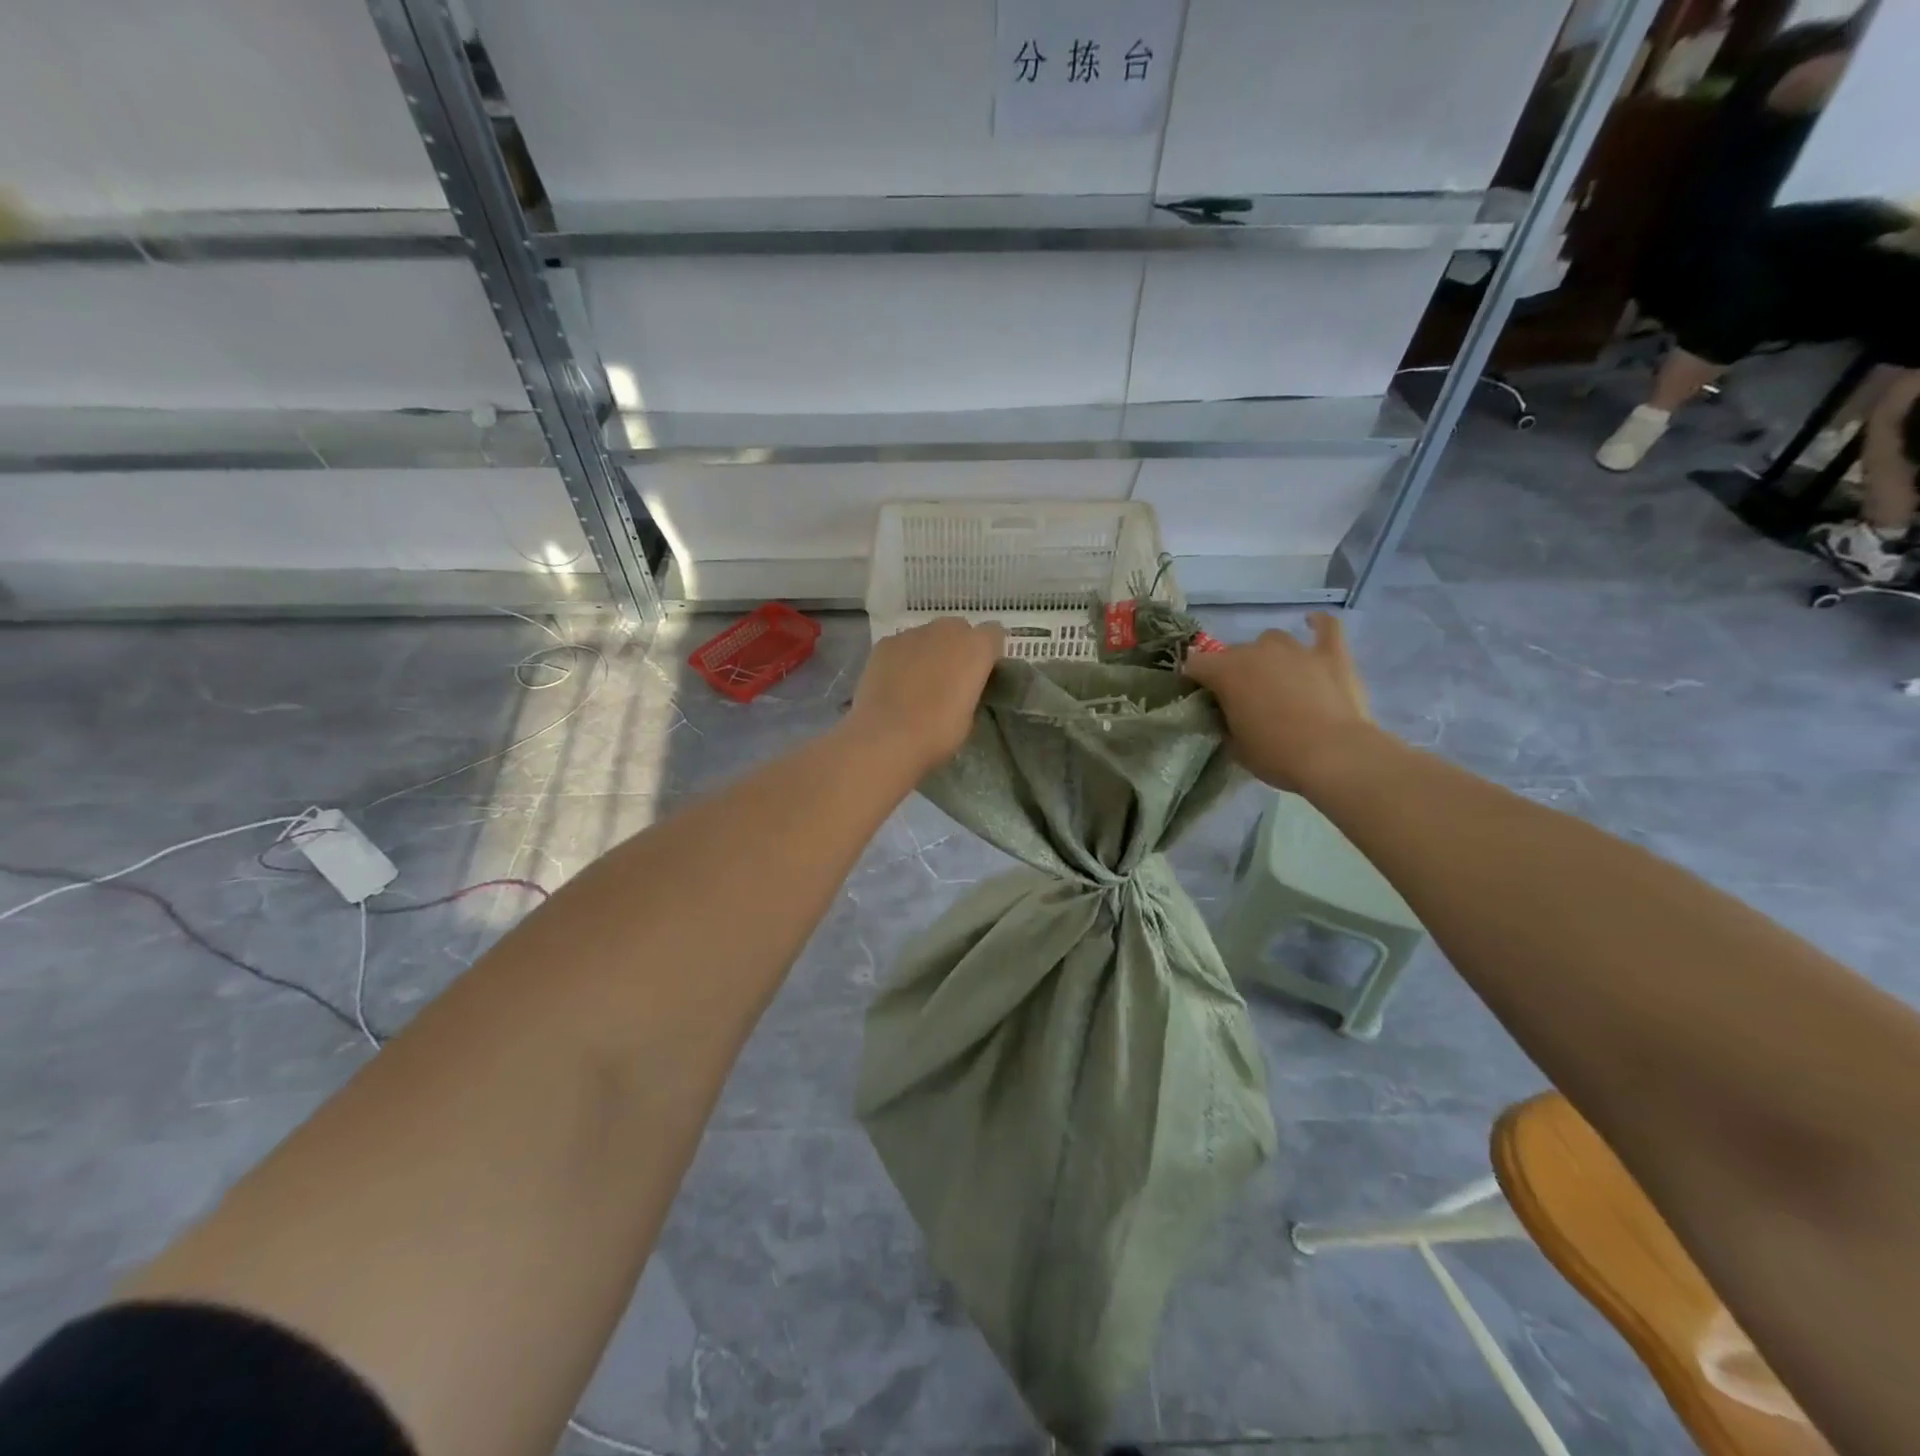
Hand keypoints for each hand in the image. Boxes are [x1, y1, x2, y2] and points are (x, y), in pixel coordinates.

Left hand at [846, 618, 1004, 776]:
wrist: (887, 736)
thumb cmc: (939, 732)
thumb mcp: (970, 717)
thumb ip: (971, 691)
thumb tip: (961, 689)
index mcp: (976, 647)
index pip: (994, 634)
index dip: (989, 653)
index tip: (983, 673)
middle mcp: (946, 630)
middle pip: (959, 629)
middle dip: (958, 647)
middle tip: (951, 677)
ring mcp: (912, 634)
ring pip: (928, 635)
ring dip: (929, 651)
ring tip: (918, 681)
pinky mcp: (884, 643)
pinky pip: (901, 645)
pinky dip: (902, 658)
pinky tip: (895, 682)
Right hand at [1183, 613, 1375, 790]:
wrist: (1333, 755)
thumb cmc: (1276, 754)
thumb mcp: (1235, 745)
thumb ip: (1226, 722)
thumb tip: (1229, 714)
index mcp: (1226, 672)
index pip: (1195, 664)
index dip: (1195, 680)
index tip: (1201, 698)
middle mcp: (1257, 651)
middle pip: (1234, 652)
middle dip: (1233, 671)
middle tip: (1243, 699)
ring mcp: (1296, 649)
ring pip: (1272, 640)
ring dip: (1268, 656)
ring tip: (1275, 677)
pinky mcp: (1331, 654)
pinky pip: (1326, 627)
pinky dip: (1318, 624)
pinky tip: (1313, 623)